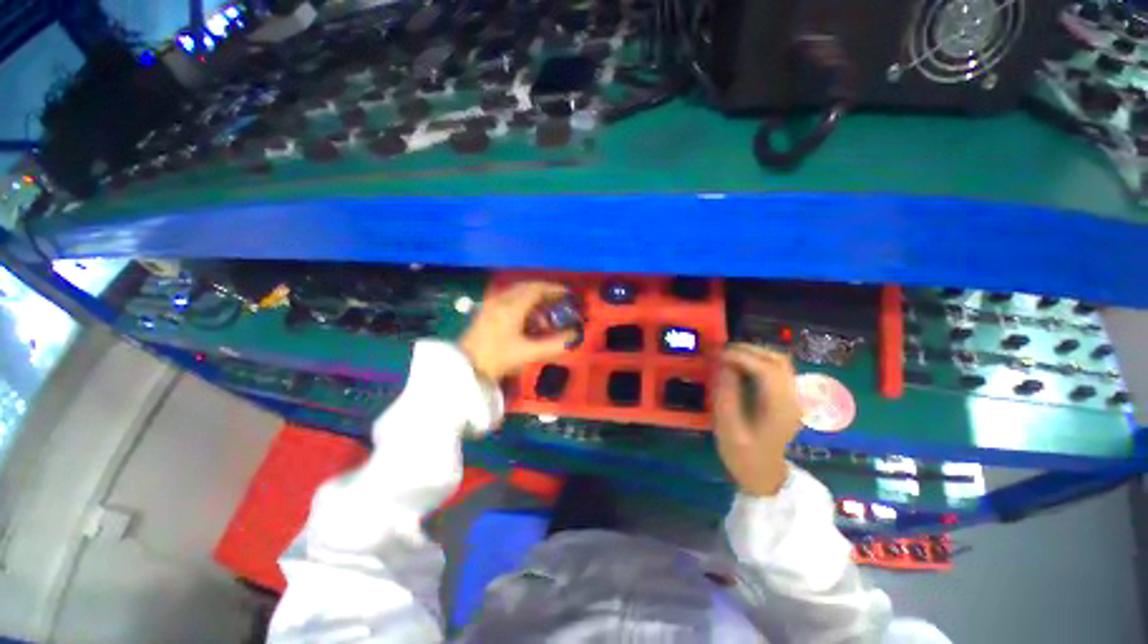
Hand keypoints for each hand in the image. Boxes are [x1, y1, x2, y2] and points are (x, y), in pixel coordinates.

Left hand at [459, 281, 577, 380]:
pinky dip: (523, 304)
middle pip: (527, 287)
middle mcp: (501, 300)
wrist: (464, 368)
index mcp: (512, 306)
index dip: (554, 290)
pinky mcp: (486, 312)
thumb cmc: (497, 359)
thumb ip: (554, 344)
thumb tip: (574, 336)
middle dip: (545, 292)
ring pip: (517, 293)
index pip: (537, 289)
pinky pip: (509, 300)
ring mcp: (491, 304)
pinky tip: (528, 319)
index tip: (568, 293)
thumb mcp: (528, 353)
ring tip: (546, 313)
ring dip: (534, 298)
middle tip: (559, 300)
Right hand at [714, 344, 802, 496]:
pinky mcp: (787, 399)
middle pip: (778, 361)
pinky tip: (741, 366)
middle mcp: (792, 399)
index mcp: (779, 409)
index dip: (743, 357)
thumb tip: (724, 366)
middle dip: (750, 350)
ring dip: (755, 354)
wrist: (765, 476)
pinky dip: (758, 362)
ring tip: (730, 356)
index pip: (767, 370)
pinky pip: (776, 371)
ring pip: (780, 363)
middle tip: (723, 351)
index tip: (719, 355)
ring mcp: (793, 398)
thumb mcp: (727, 428)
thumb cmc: (743, 455)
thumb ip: (727, 395)